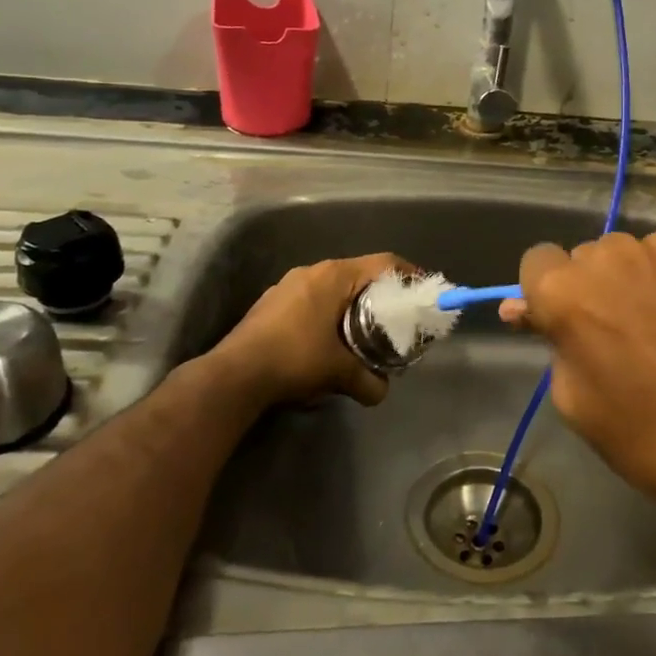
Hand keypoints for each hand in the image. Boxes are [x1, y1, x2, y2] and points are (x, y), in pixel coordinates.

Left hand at [214, 253, 405, 407]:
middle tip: (396, 316)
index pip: (383, 263)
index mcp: (334, 276)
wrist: (233, 376)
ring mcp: (287, 285)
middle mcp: (312, 271)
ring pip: (333, 286)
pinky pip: (311, 299)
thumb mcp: (339, 373)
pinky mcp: (271, 303)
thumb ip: (368, 381)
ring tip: (363, 330)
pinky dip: (328, 312)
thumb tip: (382, 392)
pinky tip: (327, 339)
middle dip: (380, 293)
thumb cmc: (294, 359)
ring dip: (351, 304)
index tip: (422, 291)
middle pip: (359, 273)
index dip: (408, 274)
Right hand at [504, 232, 655, 523]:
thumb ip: (551, 342)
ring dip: (649, 280)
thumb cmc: (651, 442)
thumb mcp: (578, 403)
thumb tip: (521, 307)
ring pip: (645, 253)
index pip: (539, 262)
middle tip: (630, 335)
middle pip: (593, 256)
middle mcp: (615, 253)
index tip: (573, 322)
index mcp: (567, 291)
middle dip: (602, 287)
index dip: (551, 293)